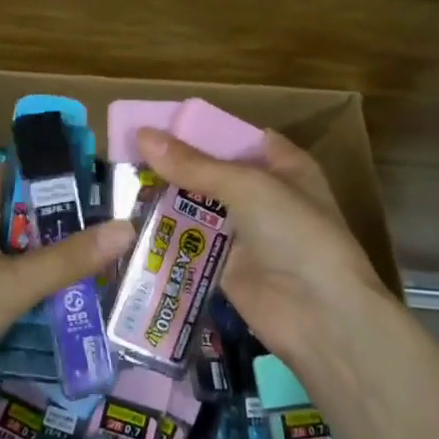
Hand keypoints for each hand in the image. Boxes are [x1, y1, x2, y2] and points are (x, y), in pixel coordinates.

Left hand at [0, 169, 133, 438]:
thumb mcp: (11, 282)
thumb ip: (68, 258)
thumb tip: (128, 227)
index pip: (12, 176)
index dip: (49, 169)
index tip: (96, 170)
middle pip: (31, 221)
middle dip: (72, 220)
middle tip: (125, 217)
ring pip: (36, 262)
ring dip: (70, 263)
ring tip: (125, 255)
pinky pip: (34, 298)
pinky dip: (60, 297)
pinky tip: (98, 299)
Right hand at [136, 126, 391, 366]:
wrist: (319, 315)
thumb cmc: (295, 234)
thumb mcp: (247, 187)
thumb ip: (193, 165)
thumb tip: (142, 135)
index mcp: (283, 165)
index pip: (235, 137)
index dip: (198, 130)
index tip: (154, 124)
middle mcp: (263, 195)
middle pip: (211, 173)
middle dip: (173, 165)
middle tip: (124, 154)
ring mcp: (244, 233)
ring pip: (197, 208)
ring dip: (165, 200)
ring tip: (120, 184)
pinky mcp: (224, 267)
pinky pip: (191, 244)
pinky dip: (167, 236)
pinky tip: (130, 225)